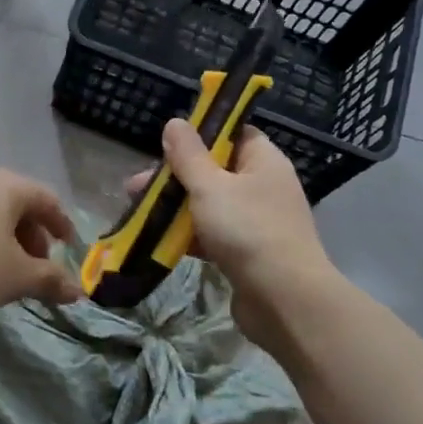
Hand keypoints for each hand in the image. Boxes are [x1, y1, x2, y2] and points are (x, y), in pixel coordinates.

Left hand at [0, 169, 80, 326]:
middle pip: (16, 201)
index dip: (62, 224)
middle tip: (37, 266)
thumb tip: (78, 290)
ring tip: (6, 270)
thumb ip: (51, 279)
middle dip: (32, 234)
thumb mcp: (18, 278)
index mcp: (6, 184)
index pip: (46, 198)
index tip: (69, 249)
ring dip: (5, 237)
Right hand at [127, 119, 331, 351]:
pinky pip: (214, 234)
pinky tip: (159, 239)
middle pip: (215, 170)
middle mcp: (264, 186)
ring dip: (177, 207)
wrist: (285, 301)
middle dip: (176, 176)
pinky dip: (189, 235)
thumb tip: (175, 122)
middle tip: (137, 184)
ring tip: (139, 211)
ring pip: (211, 204)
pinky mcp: (249, 254)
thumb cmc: (247, 230)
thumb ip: (188, 155)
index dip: (202, 133)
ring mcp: (258, 222)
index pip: (233, 133)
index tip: (168, 142)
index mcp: (263, 160)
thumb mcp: (210, 186)